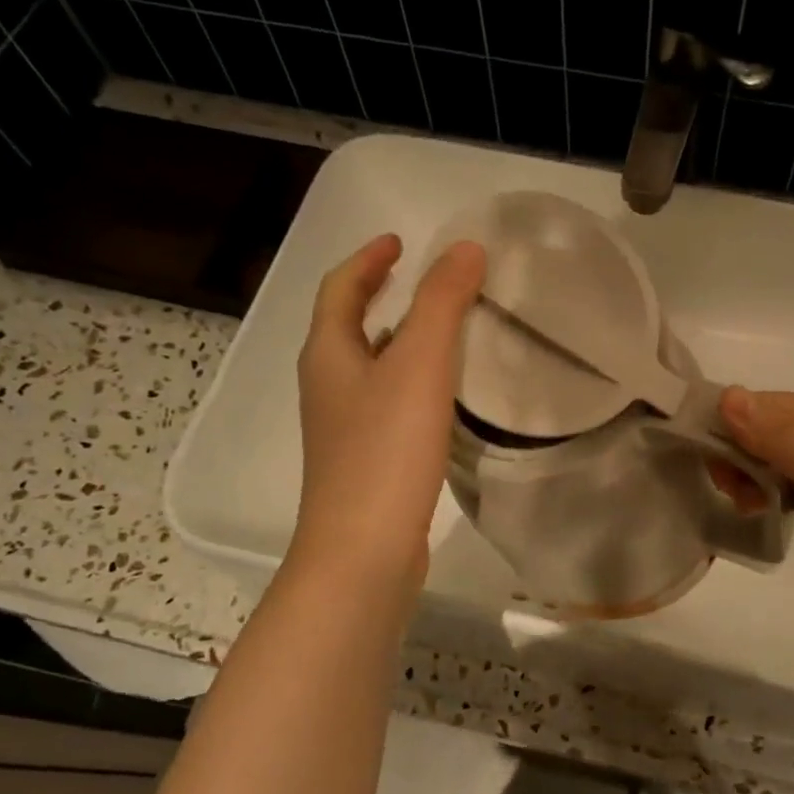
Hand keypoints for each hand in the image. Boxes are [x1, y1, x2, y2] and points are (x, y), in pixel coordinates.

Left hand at [290, 234, 485, 590]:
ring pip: (368, 367)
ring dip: (396, 339)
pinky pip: (385, 403)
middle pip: (347, 326)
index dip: (368, 260)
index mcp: (328, 355)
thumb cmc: (385, 452)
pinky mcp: (365, 462)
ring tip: (441, 331)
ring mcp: (343, 429)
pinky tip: (442, 398)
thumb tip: (465, 248)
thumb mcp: (418, 366)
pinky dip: (409, 382)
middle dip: (379, 296)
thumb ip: (441, 303)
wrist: (363, 552)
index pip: (340, 289)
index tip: (400, 241)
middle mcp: (327, 387)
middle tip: (421, 279)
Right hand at [716, 389, 793, 661]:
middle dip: (737, 452)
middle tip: (729, 491)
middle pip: (765, 426)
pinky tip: (755, 512)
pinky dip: (760, 492)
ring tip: (744, 506)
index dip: (732, 426)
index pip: (767, 403)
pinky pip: (778, 482)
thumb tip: (728, 395)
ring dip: (745, 474)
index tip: (711, 465)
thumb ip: (786, 441)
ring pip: (767, 455)